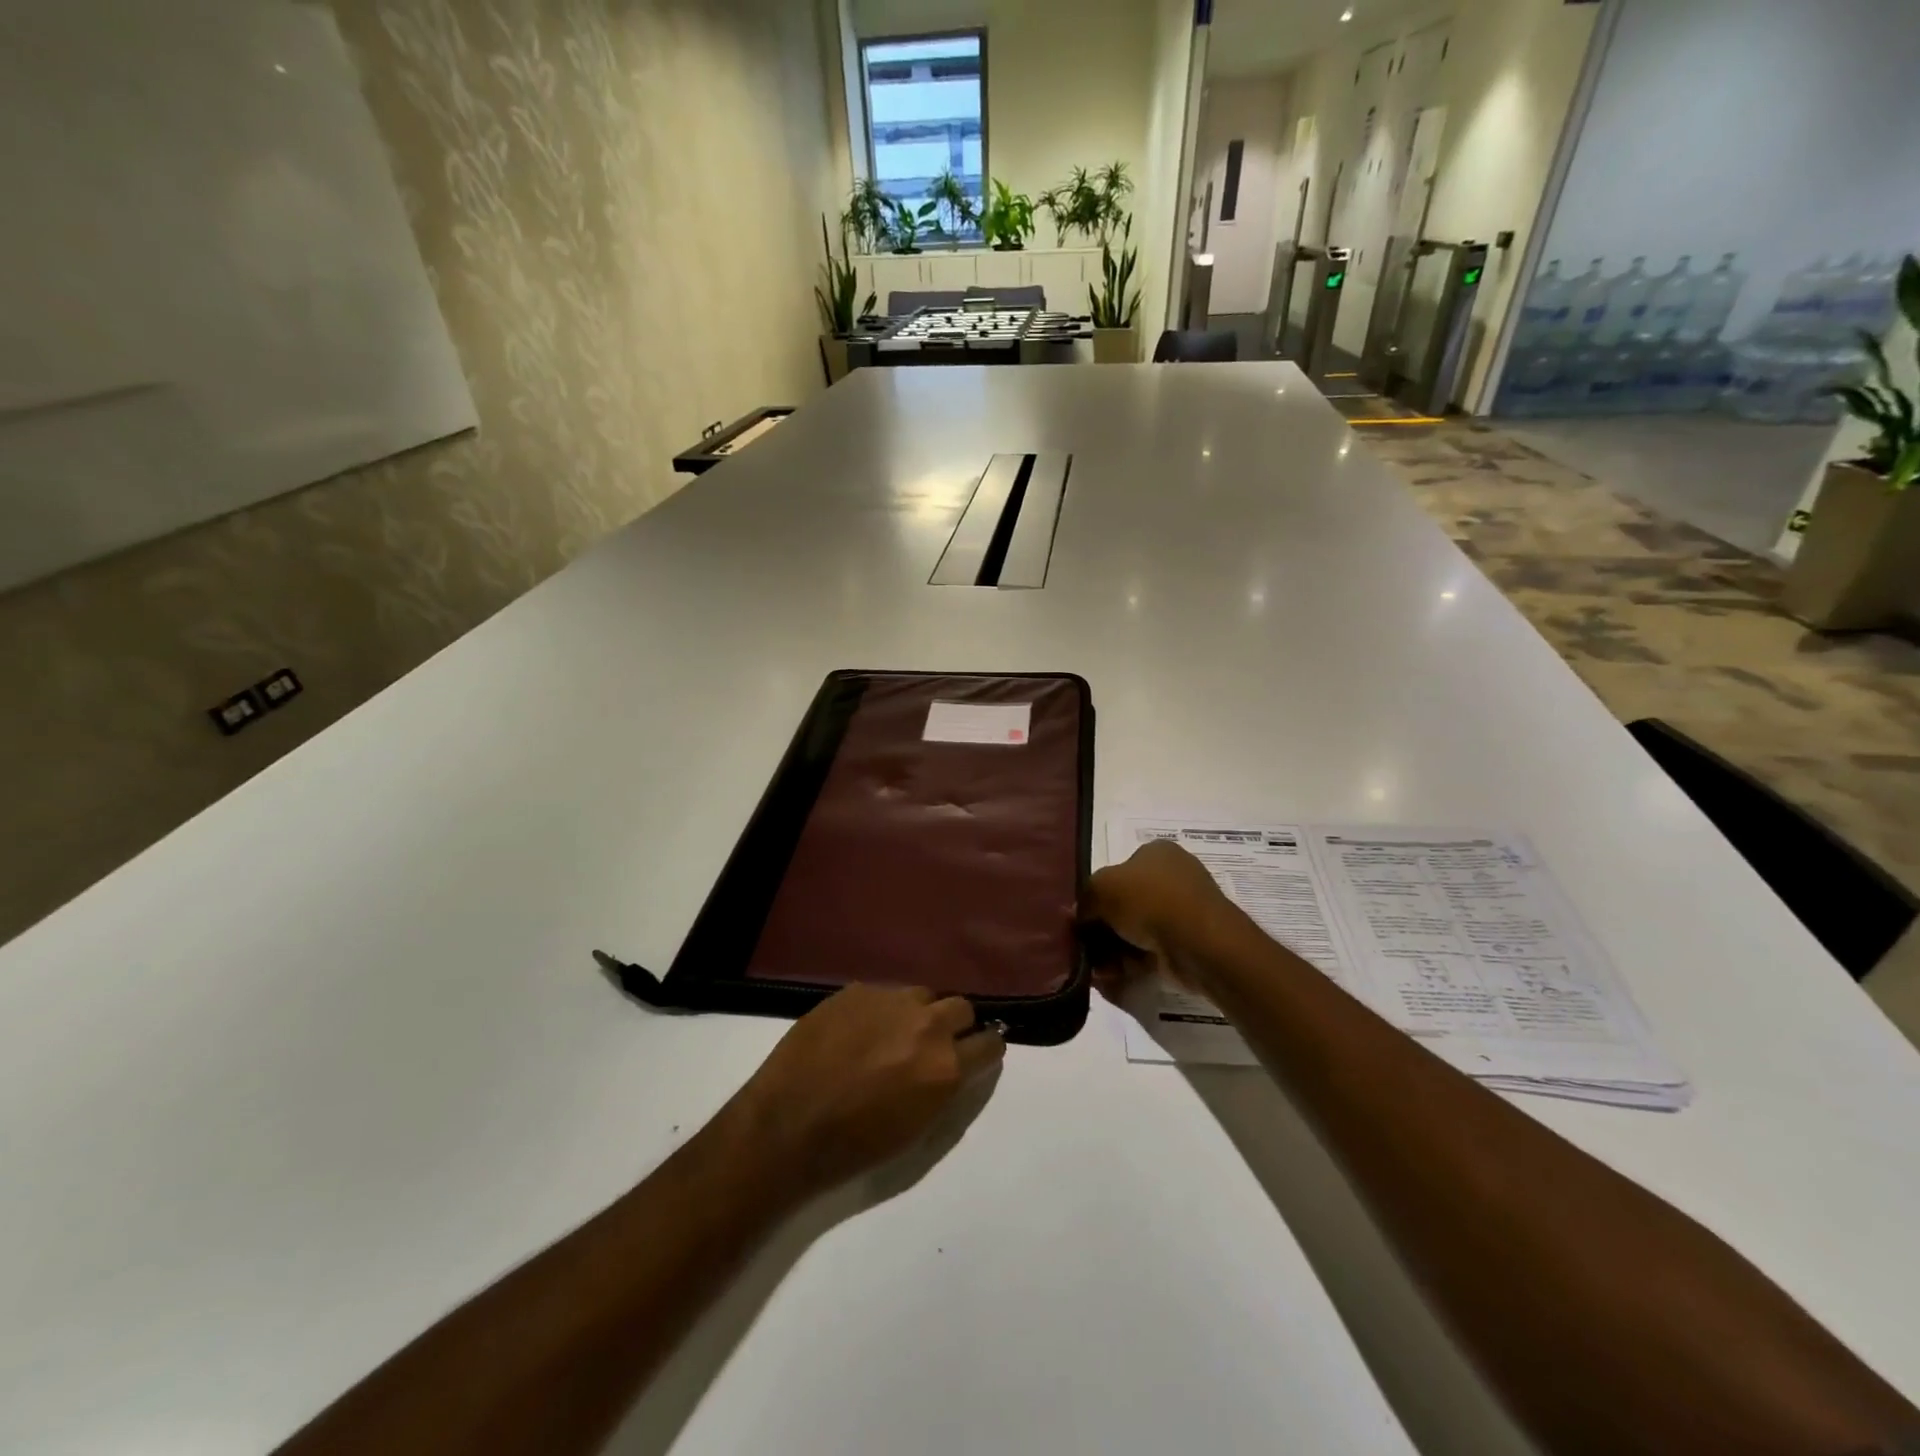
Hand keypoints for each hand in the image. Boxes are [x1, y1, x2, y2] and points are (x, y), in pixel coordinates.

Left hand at [728, 984, 1004, 1198]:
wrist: (787, 1127)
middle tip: (933, 1045)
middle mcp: (925, 1025)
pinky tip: (856, 1033)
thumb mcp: (917, 1132)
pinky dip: (879, 1011)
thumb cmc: (854, 1147)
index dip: (986, 1049)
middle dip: (955, 1025)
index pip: (990, 1043)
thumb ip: (946, 1090)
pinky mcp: (855, 991)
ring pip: (921, 995)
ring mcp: (888, 1001)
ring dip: (917, 1013)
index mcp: (945, 1066)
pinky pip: (882, 994)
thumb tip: (957, 1067)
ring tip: (893, 1036)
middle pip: (961, 1007)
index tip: (977, 1055)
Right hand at [1080, 840, 1234, 999]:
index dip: (1096, 894)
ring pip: (1135, 931)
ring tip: (1097, 967)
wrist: (1198, 943)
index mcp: (1157, 852)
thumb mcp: (1101, 888)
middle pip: (1125, 904)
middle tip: (1084, 946)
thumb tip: (1077, 916)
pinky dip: (1130, 964)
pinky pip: (1150, 952)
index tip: (1081, 917)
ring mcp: (1183, 912)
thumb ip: (1084, 899)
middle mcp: (1172, 877)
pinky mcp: (1187, 943)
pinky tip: (1113, 976)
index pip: (1118, 870)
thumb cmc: (1149, 900)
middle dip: (1102, 928)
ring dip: (1112, 950)